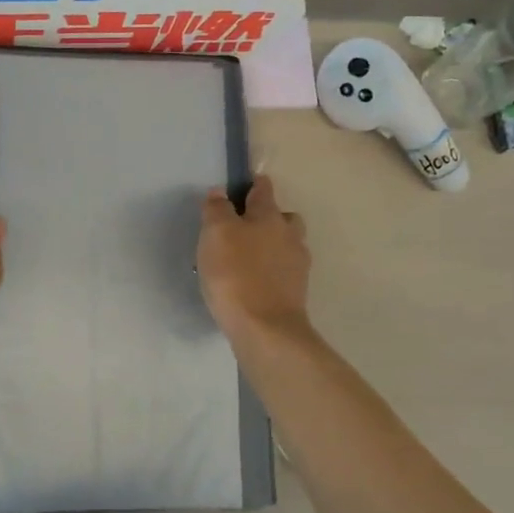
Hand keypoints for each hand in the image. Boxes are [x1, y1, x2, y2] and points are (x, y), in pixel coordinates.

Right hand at [197, 175, 311, 342]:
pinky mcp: (296, 292)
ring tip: (249, 257)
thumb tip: (220, 192)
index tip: (247, 183)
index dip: (254, 184)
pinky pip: (284, 271)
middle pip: (284, 217)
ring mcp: (297, 265)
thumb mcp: (216, 234)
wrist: (266, 329)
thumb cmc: (236, 274)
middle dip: (270, 216)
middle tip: (246, 226)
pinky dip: (272, 270)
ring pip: (287, 244)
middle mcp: (289, 235)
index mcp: (269, 216)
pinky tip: (254, 281)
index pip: (264, 190)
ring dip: (273, 245)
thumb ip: (217, 210)